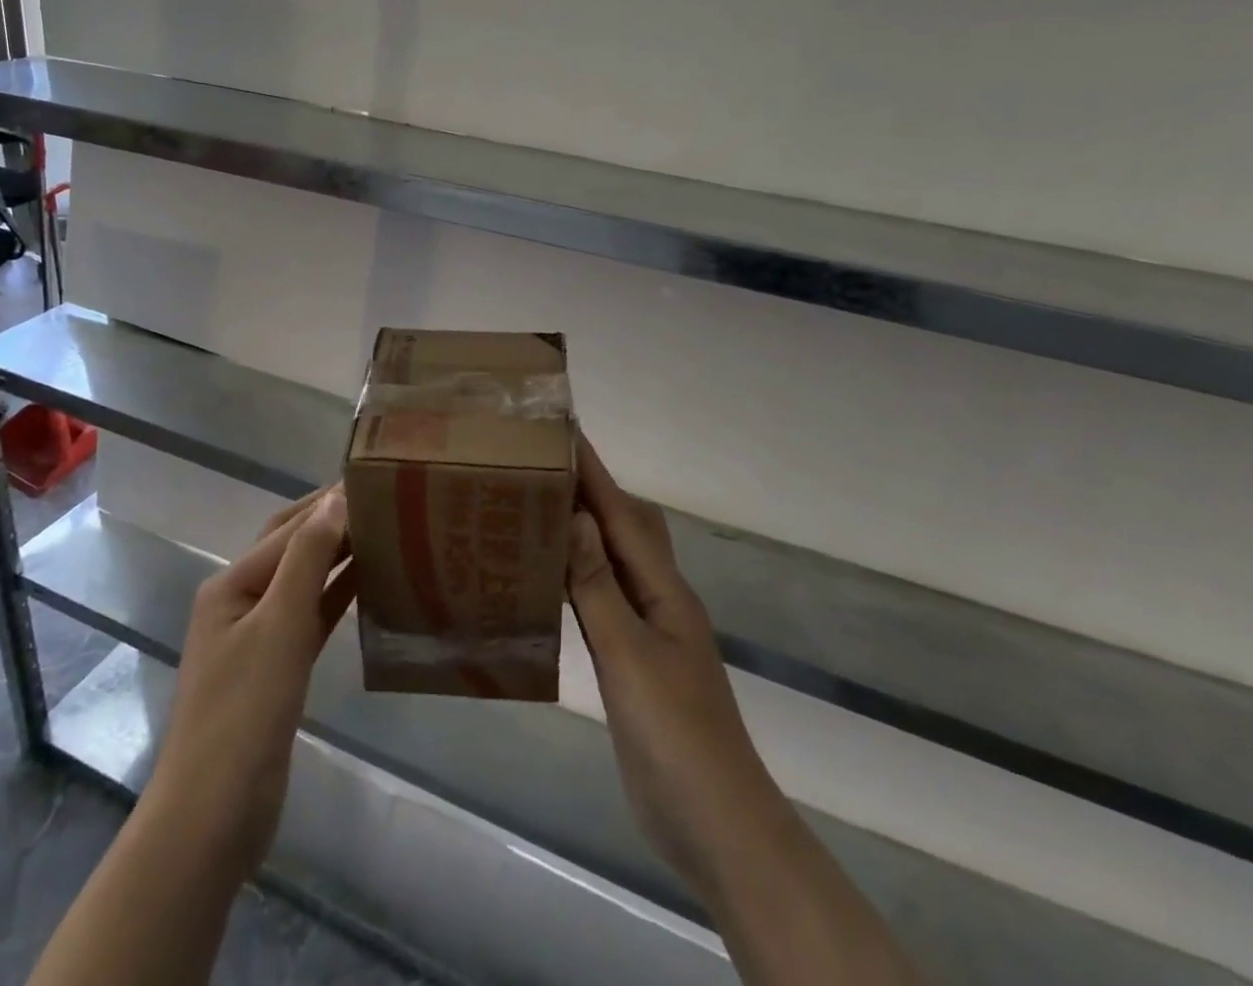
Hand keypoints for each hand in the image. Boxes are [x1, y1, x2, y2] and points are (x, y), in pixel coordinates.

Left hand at [149, 483, 354, 879]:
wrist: (214, 817)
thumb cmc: (243, 713)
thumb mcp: (279, 625)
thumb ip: (308, 559)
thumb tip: (335, 498)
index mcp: (233, 583)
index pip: (289, 526)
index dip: (330, 502)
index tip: (375, 479)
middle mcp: (242, 600)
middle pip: (293, 546)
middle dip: (333, 520)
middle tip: (385, 499)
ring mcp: (258, 635)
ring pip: (305, 580)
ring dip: (339, 555)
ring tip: (386, 531)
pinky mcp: (277, 667)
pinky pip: (312, 616)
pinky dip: (338, 595)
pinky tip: (370, 583)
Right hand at [566, 436, 779, 907]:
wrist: (714, 824)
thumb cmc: (676, 736)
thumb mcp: (630, 658)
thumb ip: (599, 588)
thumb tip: (577, 516)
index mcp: (664, 589)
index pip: (622, 515)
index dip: (593, 470)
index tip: (564, 429)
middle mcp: (657, 598)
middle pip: (625, 527)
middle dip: (590, 489)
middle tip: (542, 464)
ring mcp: (648, 630)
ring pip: (613, 561)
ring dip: (583, 530)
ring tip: (538, 508)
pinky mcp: (633, 659)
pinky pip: (602, 599)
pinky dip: (577, 577)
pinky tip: (549, 581)